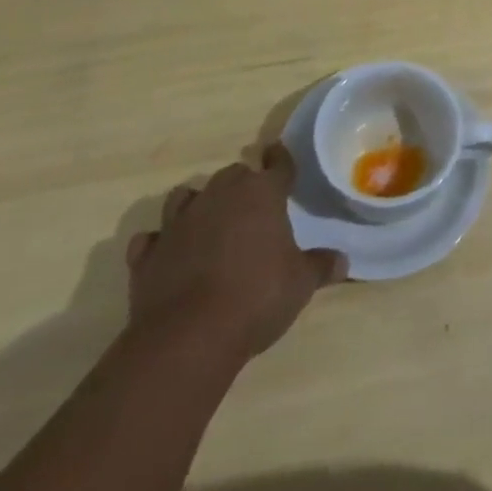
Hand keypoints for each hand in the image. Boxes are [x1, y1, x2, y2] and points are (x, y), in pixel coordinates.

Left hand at [126, 144, 345, 360]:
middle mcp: (219, 196)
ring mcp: (179, 223)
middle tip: (251, 203)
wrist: (188, 337)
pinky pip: (152, 239)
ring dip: (197, 204)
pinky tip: (167, 255)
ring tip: (206, 220)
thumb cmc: (257, 298)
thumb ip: (320, 266)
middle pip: (232, 175)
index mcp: (261, 194)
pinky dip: (160, 243)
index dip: (280, 159)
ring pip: (186, 196)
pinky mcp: (148, 254)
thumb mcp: (300, 284)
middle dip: (242, 184)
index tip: (279, 153)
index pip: (277, 165)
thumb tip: (343, 261)